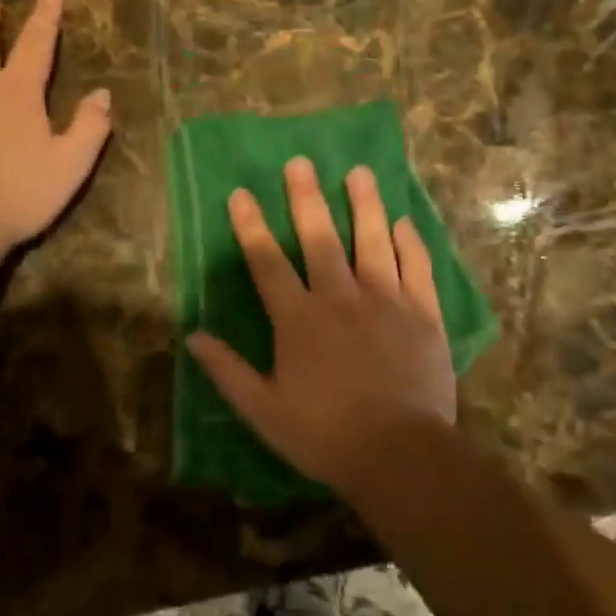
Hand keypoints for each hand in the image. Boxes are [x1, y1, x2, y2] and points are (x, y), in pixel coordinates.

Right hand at [186, 157, 455, 496]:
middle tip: (301, 162)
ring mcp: (386, 300)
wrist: (400, 454)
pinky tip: (403, 222)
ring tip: (360, 172)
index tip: (241, 192)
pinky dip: (410, 242)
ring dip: (364, 204)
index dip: (251, 226)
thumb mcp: (264, 411)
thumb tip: (193, 336)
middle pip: (320, 237)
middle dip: (306, 198)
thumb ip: (228, 371)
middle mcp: (340, 297)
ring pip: (372, 240)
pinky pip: (416, 267)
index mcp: (299, 319)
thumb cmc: (325, 435)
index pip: (267, 262)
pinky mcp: (422, 313)